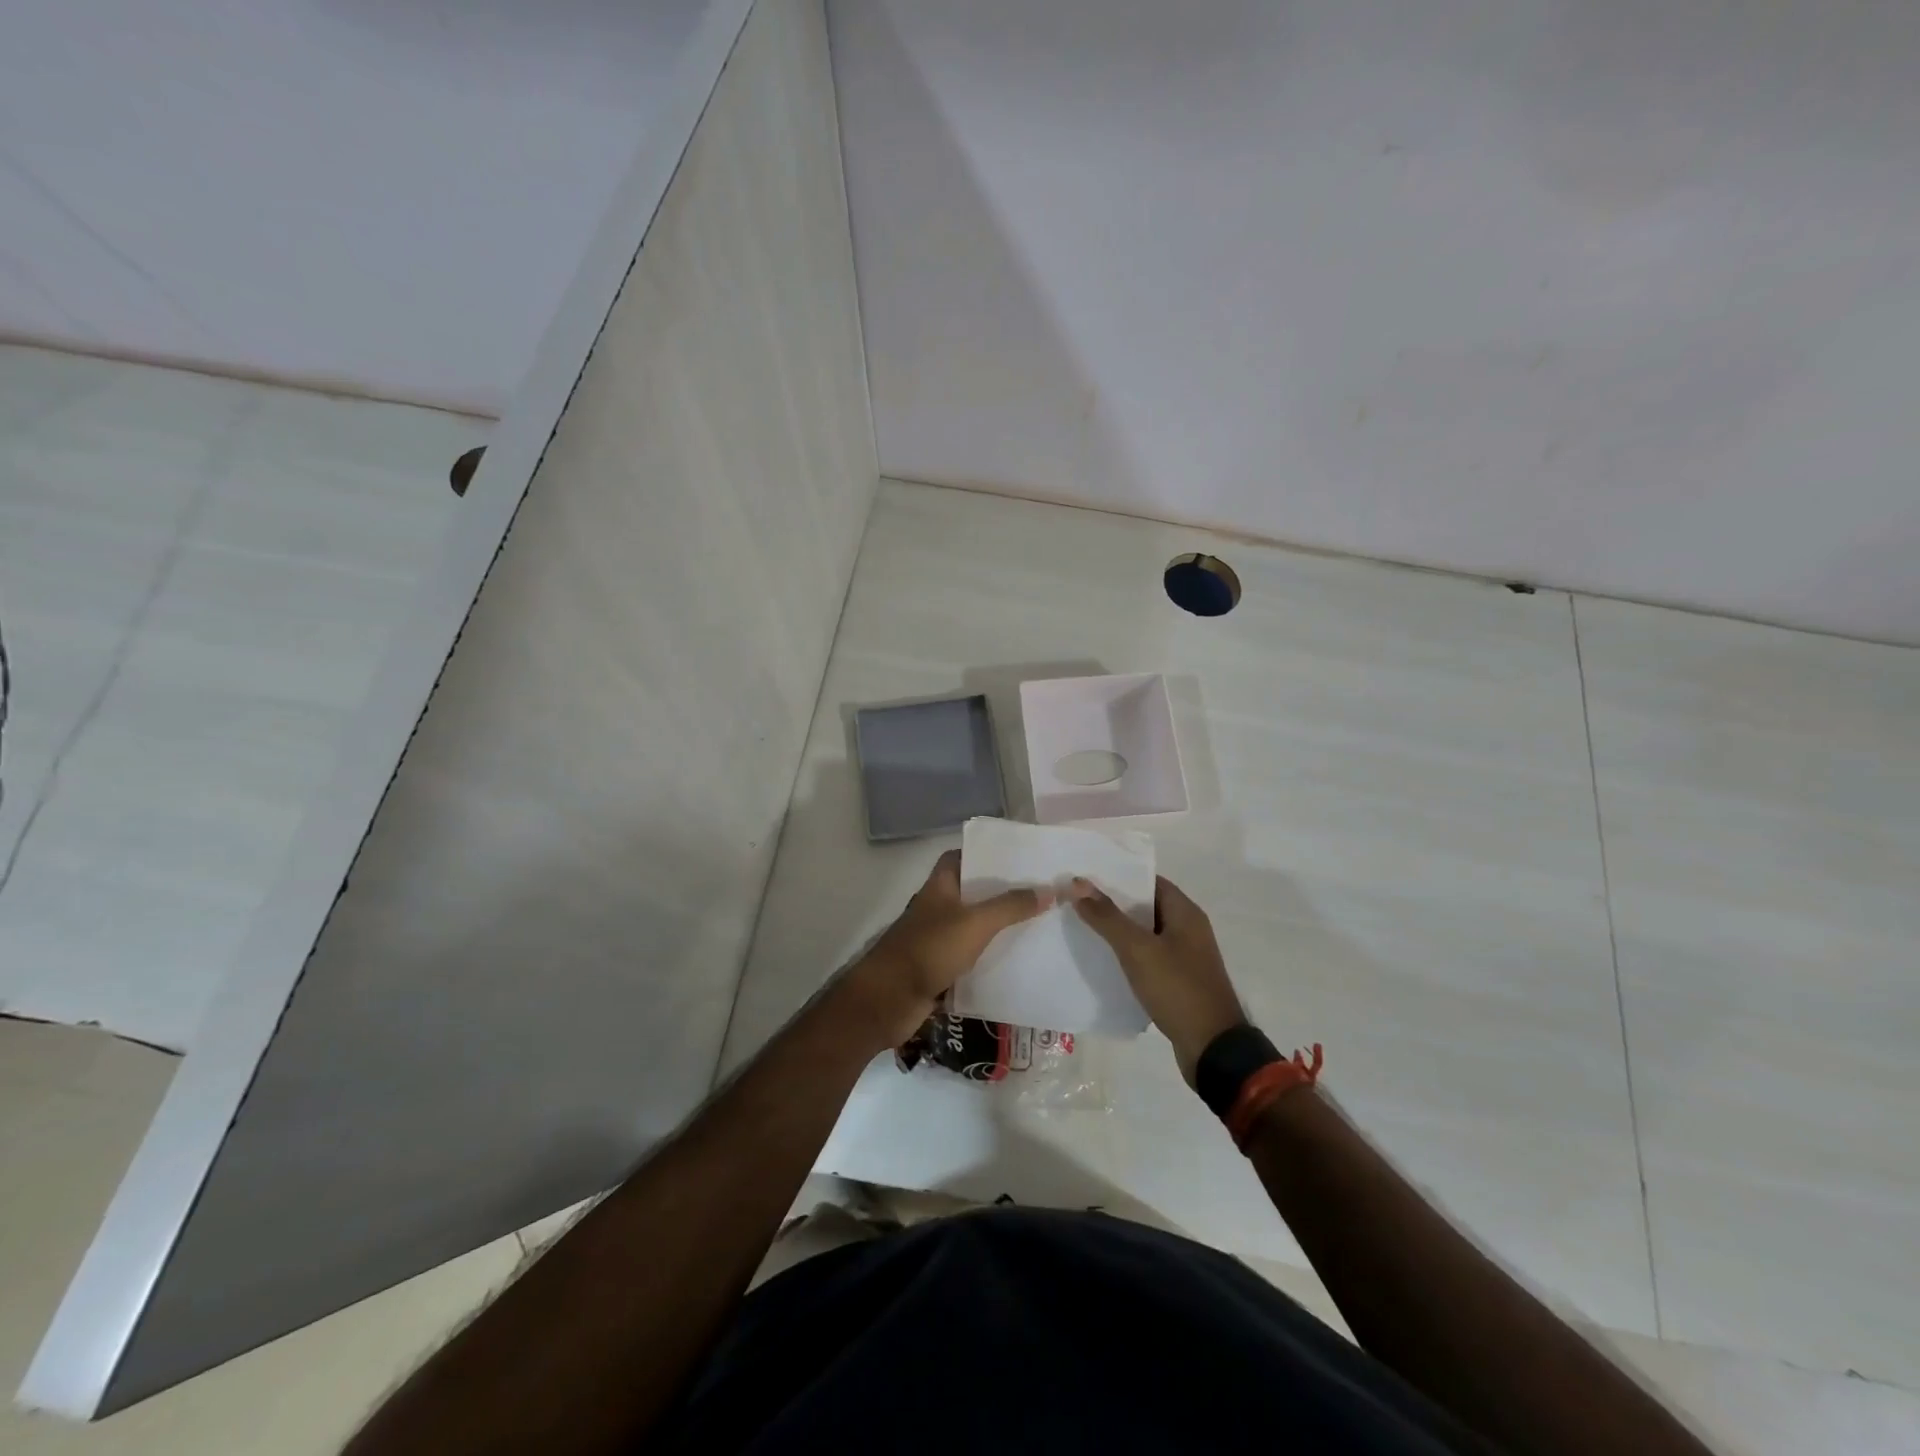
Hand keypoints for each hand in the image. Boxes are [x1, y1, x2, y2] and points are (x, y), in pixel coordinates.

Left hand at [839, 850, 1053, 1050]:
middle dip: (1001, 892)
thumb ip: (1011, 906)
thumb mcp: (976, 923)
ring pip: (972, 926)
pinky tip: (1018, 960)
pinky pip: (970, 957)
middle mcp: (937, 907)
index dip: (985, 855)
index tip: (1017, 859)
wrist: (889, 999)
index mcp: (940, 886)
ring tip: (1038, 924)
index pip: (960, 858)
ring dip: (998, 927)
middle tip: (1038, 892)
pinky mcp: (939, 968)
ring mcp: (936, 939)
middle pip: (971, 892)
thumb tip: (1049, 889)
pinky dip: (989, 957)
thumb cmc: (929, 949)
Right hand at [1072, 875, 1245, 1085]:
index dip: (1118, 876)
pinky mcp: (1179, 981)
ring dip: (1119, 930)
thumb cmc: (1177, 989)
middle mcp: (1188, 929)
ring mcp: (1185, 956)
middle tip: (1076, 900)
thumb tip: (1079, 883)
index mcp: (1185, 913)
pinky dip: (1128, 955)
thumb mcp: (1138, 950)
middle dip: (1113, 903)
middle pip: (1146, 906)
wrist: (1212, 1049)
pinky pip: (1149, 958)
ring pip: (1145, 934)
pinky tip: (1103, 960)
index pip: (1148, 881)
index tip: (1087, 877)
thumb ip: (1107, 916)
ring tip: (1082, 926)